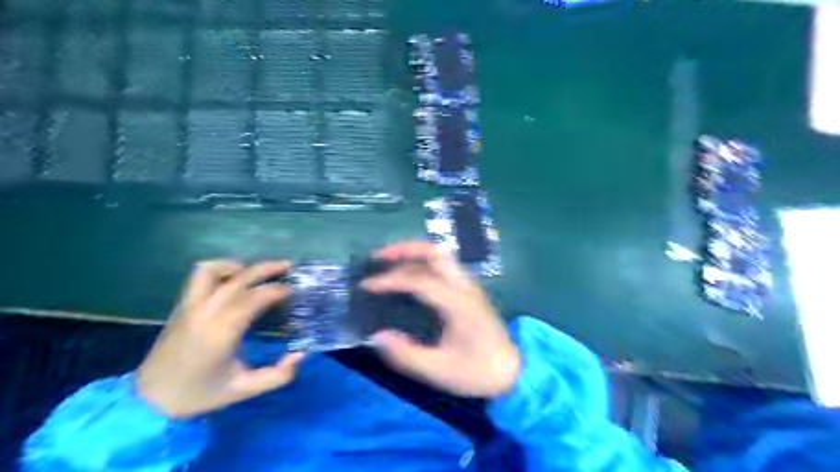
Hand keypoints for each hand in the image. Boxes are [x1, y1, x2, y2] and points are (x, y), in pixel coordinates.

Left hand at [136, 260, 306, 418]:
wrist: (149, 401)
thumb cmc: (199, 394)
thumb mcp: (244, 390)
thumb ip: (278, 375)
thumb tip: (300, 354)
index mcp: (222, 331)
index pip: (255, 297)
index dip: (278, 290)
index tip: (293, 292)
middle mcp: (206, 312)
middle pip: (239, 278)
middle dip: (267, 269)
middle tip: (288, 267)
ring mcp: (190, 306)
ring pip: (212, 270)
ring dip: (238, 266)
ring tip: (255, 273)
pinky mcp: (181, 307)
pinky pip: (198, 277)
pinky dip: (218, 269)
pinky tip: (231, 280)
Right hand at [365, 243, 523, 398]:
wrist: (513, 372)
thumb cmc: (478, 372)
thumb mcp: (439, 371)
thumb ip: (406, 354)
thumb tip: (377, 336)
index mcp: (457, 303)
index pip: (418, 280)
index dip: (390, 280)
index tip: (366, 286)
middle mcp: (464, 286)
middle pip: (434, 252)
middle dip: (403, 250)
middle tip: (377, 257)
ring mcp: (469, 286)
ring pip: (440, 256)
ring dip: (413, 253)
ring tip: (389, 262)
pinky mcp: (469, 291)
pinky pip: (444, 267)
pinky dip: (422, 263)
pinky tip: (410, 276)